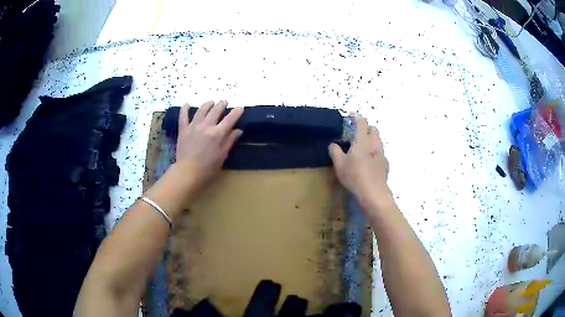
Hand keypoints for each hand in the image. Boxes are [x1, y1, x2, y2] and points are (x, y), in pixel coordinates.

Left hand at [175, 101, 242, 187]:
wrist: (187, 172)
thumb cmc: (208, 167)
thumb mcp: (222, 155)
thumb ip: (230, 141)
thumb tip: (238, 130)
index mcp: (218, 133)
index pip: (230, 119)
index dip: (236, 112)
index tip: (240, 108)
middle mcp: (206, 126)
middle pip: (216, 110)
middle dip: (222, 104)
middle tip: (225, 102)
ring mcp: (193, 126)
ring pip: (202, 110)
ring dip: (208, 104)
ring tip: (211, 102)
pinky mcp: (183, 129)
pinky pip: (183, 116)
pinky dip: (185, 109)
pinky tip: (187, 104)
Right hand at [328, 116, 389, 206]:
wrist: (374, 193)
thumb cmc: (354, 176)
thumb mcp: (339, 164)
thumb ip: (335, 151)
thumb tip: (333, 145)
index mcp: (362, 141)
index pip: (361, 122)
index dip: (356, 117)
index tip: (350, 116)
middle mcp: (374, 144)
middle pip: (373, 129)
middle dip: (366, 128)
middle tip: (356, 134)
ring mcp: (382, 155)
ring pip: (378, 141)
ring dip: (371, 140)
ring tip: (362, 148)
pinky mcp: (385, 165)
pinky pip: (380, 153)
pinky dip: (375, 153)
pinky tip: (369, 163)